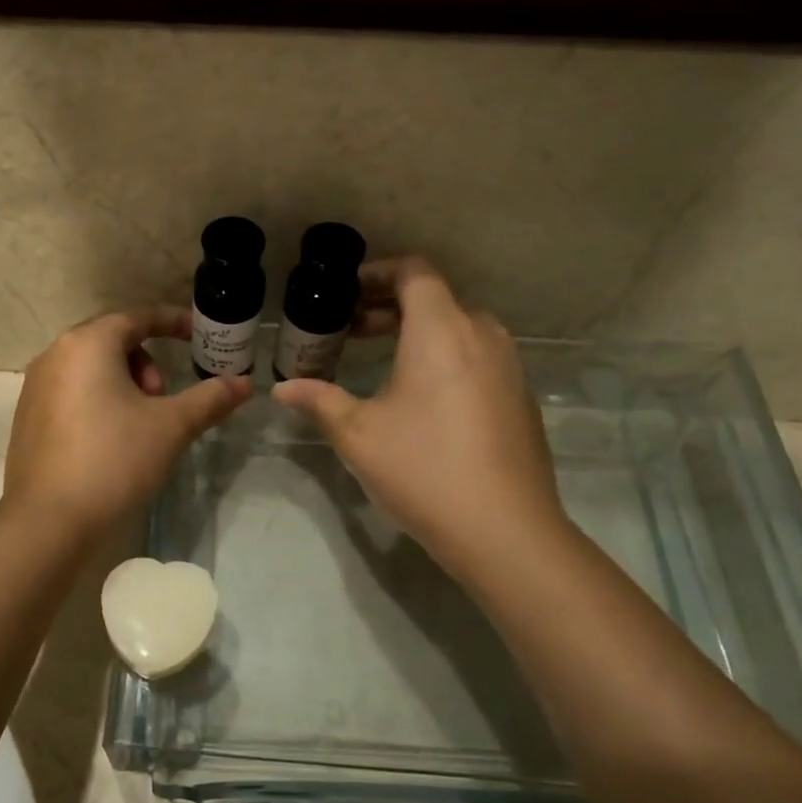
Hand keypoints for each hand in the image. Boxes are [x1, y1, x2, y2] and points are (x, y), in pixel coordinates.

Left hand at [3, 306, 251, 537]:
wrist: (48, 521)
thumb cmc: (113, 460)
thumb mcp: (170, 427)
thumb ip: (209, 399)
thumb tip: (244, 383)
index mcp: (88, 344)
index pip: (137, 318)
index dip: (172, 322)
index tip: (197, 335)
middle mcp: (55, 355)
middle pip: (111, 341)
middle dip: (146, 362)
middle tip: (162, 399)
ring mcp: (35, 387)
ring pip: (90, 368)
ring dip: (123, 383)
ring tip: (139, 424)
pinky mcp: (27, 418)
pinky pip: (71, 392)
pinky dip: (97, 401)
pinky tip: (110, 441)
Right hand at [272, 258, 570, 573]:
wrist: (504, 531)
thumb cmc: (422, 469)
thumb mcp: (357, 434)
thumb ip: (318, 400)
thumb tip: (282, 389)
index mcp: (441, 330)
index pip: (414, 272)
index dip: (378, 272)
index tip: (347, 293)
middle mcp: (482, 336)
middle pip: (436, 299)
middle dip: (391, 307)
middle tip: (352, 330)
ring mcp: (508, 367)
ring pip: (460, 329)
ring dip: (419, 333)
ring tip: (383, 361)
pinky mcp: (520, 398)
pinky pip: (478, 358)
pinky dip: (446, 358)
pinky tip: (422, 399)